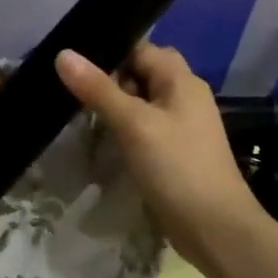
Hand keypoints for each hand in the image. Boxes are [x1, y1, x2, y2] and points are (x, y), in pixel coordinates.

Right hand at [55, 44, 264, 267]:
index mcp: (181, 80)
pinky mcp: (174, 151)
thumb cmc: (176, 167)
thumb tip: (62, 53)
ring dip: (113, 104)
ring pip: (140, 101)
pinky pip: (144, 126)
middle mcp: (184, 96)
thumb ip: (98, 89)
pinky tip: (100, 137)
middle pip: (140, 73)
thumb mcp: (134, 124)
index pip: (140, 48)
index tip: (71, 58)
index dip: (108, 50)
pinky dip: (123, 127)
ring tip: (75, 108)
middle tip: (69, 86)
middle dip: (107, 78)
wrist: (215, 229)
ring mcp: (181, 125)